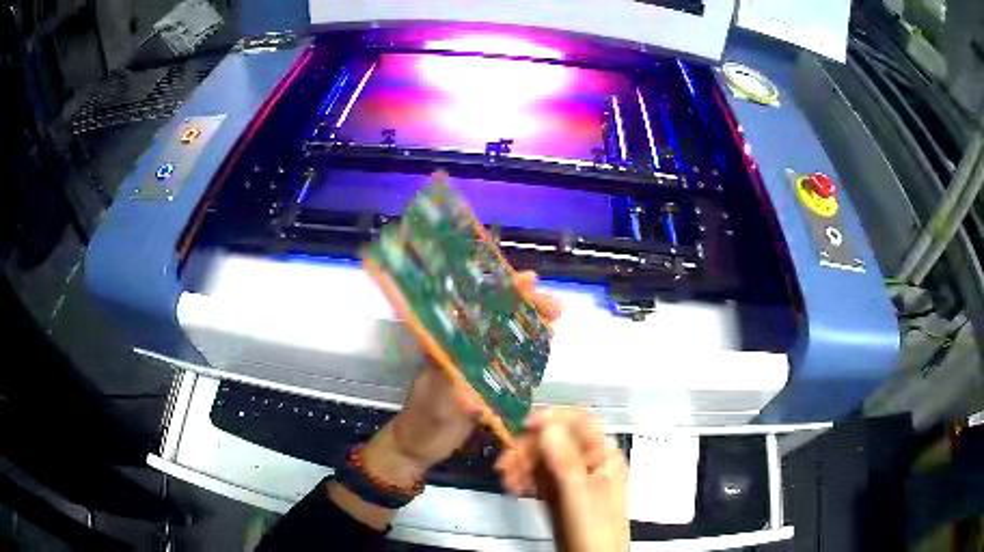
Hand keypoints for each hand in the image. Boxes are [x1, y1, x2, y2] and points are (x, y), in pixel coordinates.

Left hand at [362, 271, 561, 485]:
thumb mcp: (439, 404)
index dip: (504, 292)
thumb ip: (459, 392)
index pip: (478, 308)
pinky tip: (545, 344)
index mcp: (448, 344)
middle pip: (498, 318)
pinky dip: (528, 350)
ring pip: (507, 335)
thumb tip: (480, 390)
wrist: (418, 445)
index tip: (530, 281)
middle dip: (527, 307)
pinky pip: (510, 359)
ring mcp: (475, 364)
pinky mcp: (485, 381)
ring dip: (531, 325)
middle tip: (556, 307)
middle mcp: (463, 347)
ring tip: (556, 318)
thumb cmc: (424, 421)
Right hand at [495, 409, 628, 551]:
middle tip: (506, 462)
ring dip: (523, 465)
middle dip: (529, 448)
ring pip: (544, 459)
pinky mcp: (559, 494)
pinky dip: (525, 479)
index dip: (554, 419)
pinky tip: (515, 487)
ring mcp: (572, 479)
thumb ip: (565, 458)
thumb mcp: (579, 492)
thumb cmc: (593, 528)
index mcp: (604, 456)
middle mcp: (589, 463)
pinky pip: (539, 478)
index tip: (526, 425)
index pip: (581, 422)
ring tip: (508, 480)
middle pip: (556, 441)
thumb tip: (549, 424)